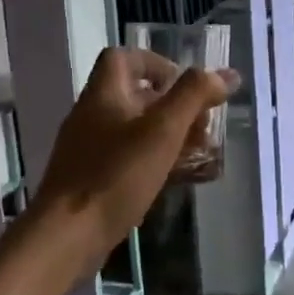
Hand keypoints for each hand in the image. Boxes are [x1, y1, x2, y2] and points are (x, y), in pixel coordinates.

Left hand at [31, 47, 239, 254]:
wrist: (67, 236)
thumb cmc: (116, 175)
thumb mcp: (163, 130)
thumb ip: (194, 96)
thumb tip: (227, 74)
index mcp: (103, 94)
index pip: (124, 58)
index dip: (157, 63)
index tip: (186, 86)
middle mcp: (92, 116)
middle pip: (136, 96)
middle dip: (175, 107)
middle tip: (203, 127)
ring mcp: (90, 150)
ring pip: (136, 131)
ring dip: (170, 137)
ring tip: (201, 154)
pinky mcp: (92, 180)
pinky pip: (130, 160)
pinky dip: (156, 162)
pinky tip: (179, 180)